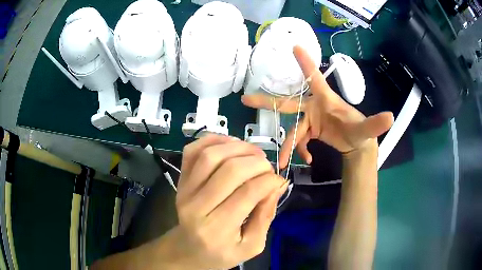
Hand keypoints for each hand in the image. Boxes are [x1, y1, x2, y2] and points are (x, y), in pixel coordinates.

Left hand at [169, 135, 287, 268]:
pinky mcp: (180, 180)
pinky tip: (231, 144)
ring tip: (254, 153)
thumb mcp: (251, 246)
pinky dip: (213, 139)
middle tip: (268, 167)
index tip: (279, 180)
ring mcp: (184, 190)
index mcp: (216, 229)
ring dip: (238, 147)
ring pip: (210, 155)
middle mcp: (196, 206)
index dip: (270, 180)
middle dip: (257, 162)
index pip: (248, 193)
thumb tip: (278, 185)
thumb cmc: (221, 253)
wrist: (188, 250)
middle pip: (230, 170)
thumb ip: (265, 216)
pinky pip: (192, 151)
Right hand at [242, 45, 393, 167]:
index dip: (305, 63)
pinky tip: (307, 159)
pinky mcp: (310, 131)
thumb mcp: (367, 129)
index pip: (314, 78)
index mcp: (325, 99)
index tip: (294, 45)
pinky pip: (300, 140)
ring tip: (284, 161)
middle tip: (246, 100)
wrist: (357, 145)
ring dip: (288, 145)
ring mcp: (310, 120)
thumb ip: (376, 123)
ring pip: (293, 130)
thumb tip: (391, 117)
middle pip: (288, 104)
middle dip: (266, 102)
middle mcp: (314, 107)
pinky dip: (300, 150)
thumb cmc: (360, 131)